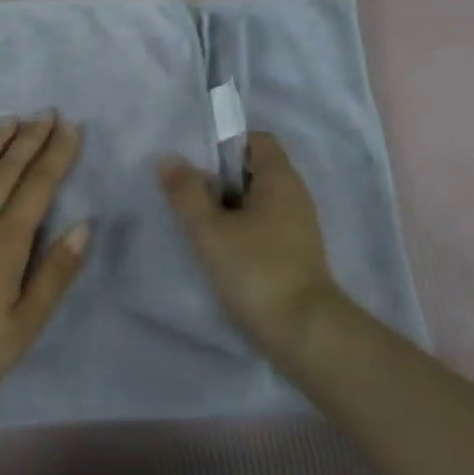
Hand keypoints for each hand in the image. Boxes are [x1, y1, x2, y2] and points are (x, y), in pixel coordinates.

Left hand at [0, 115, 88, 444]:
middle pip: (6, 172)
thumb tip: (82, 226)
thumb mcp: (24, 326)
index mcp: (5, 244)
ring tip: (9, 121)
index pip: (37, 187)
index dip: (56, 155)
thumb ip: (54, 274)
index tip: (70, 126)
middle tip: (46, 113)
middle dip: (29, 140)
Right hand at [159, 131, 348, 355]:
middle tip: (187, 194)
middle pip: (254, 170)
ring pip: (256, 201)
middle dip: (220, 179)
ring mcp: (298, 226)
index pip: (257, 140)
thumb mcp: (211, 230)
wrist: (305, 334)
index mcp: (280, 178)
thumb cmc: (257, 270)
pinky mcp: (295, 254)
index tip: (197, 164)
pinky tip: (218, 250)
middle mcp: (294, 195)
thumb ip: (187, 192)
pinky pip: (263, 226)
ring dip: (227, 208)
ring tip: (197, 224)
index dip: (226, 144)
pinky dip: (241, 230)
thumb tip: (168, 159)